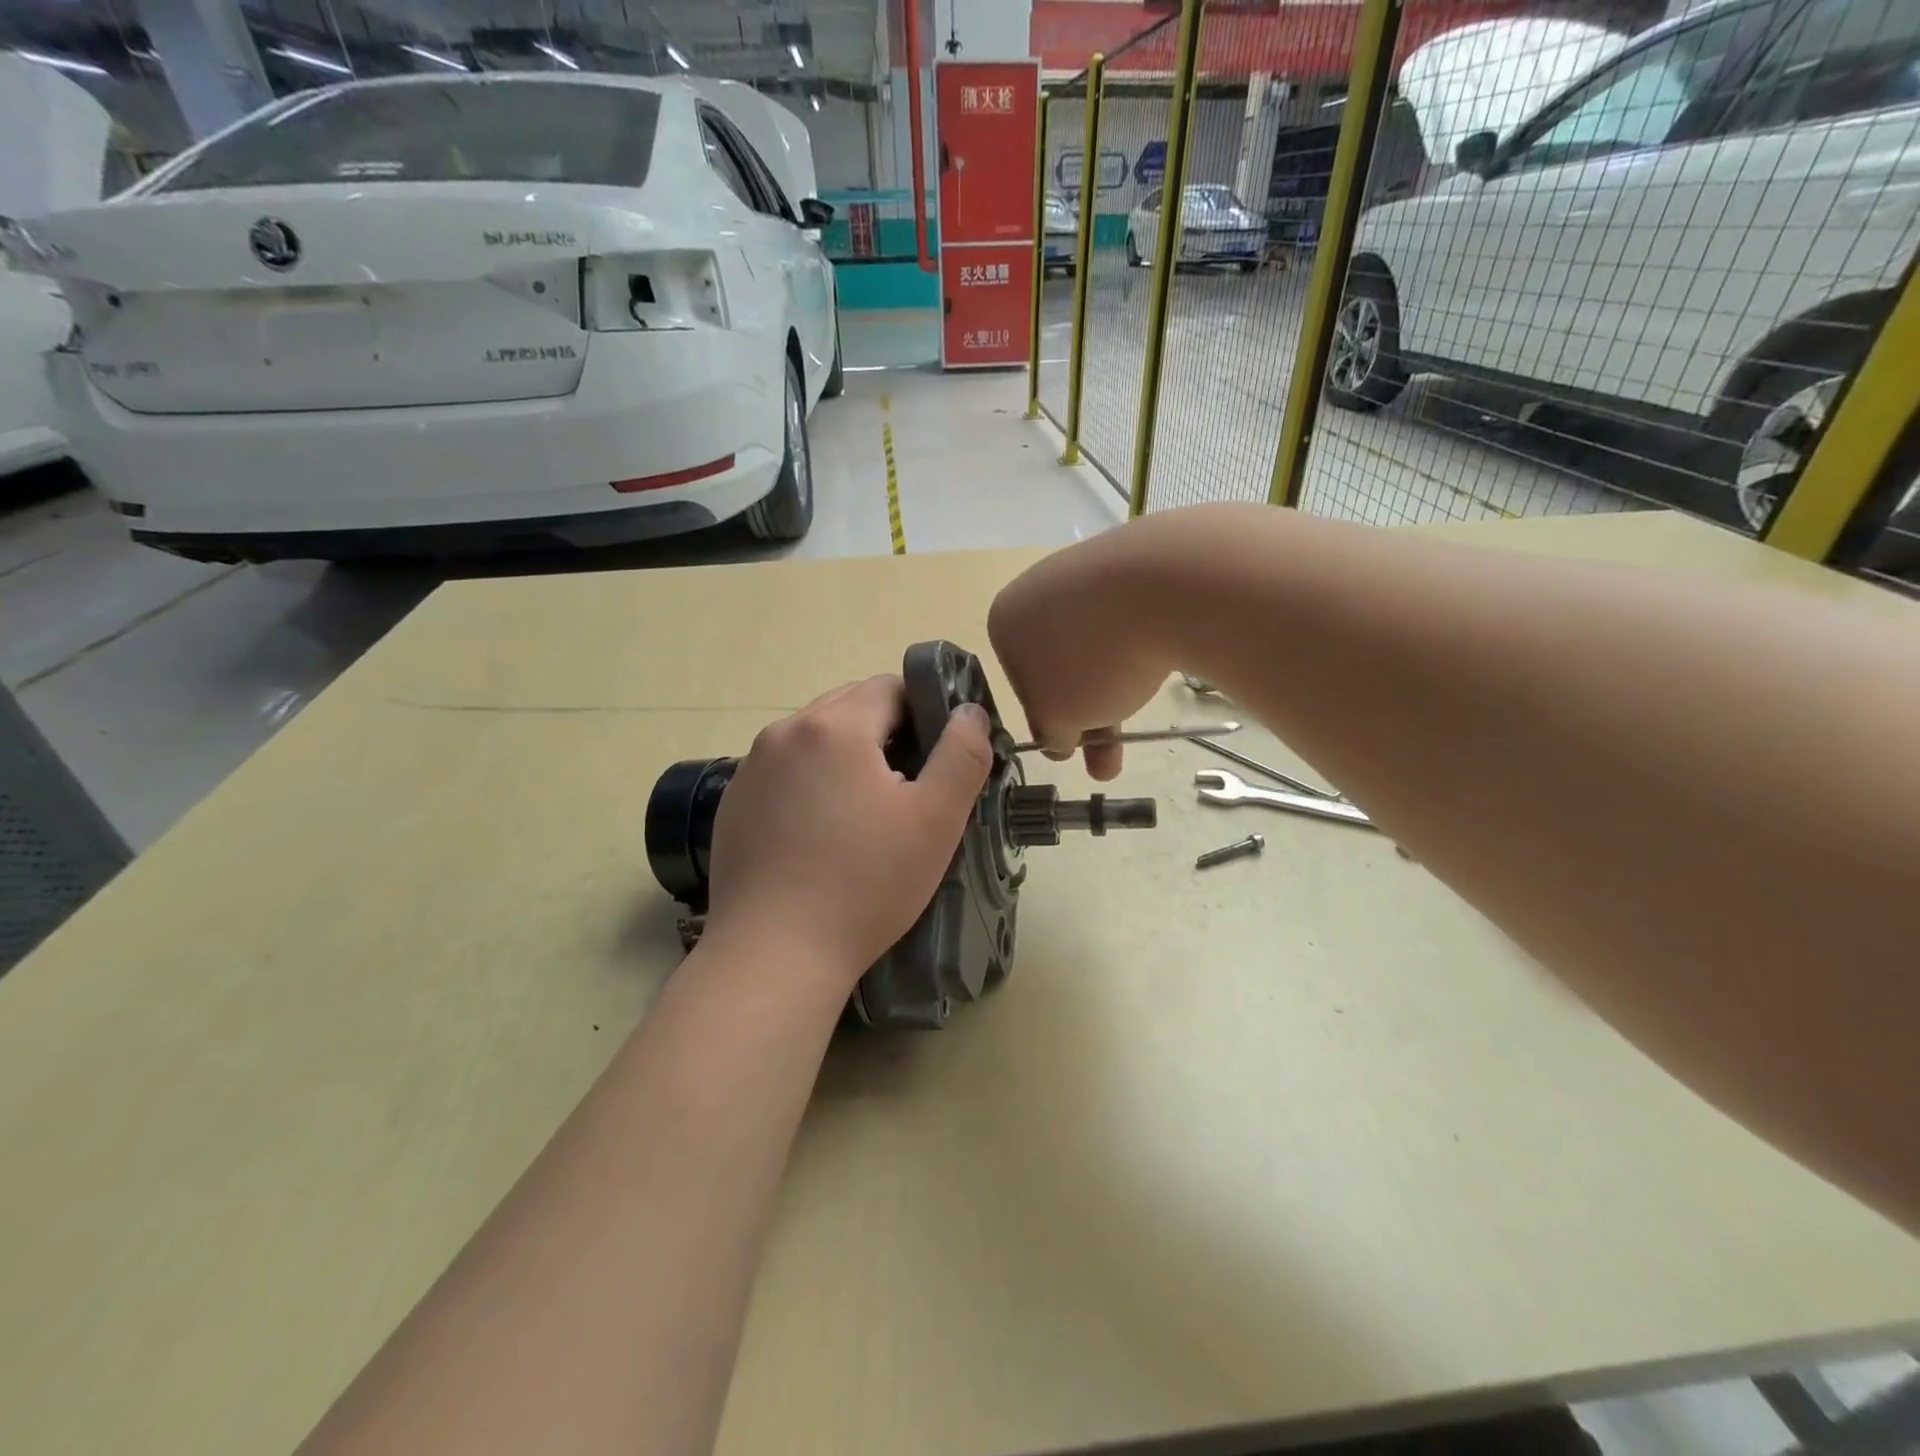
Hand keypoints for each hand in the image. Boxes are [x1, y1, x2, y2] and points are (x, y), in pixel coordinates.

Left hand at [704, 676, 994, 983]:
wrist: (775, 953)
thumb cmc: (866, 883)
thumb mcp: (936, 819)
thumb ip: (962, 754)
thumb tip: (969, 711)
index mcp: (835, 726)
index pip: (890, 687)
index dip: (924, 713)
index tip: (937, 758)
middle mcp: (784, 732)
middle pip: (849, 707)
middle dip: (884, 734)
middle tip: (907, 789)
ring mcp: (751, 768)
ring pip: (814, 740)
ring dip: (844, 758)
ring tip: (863, 815)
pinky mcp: (733, 803)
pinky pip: (783, 772)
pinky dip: (808, 785)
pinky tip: (820, 835)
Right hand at [988, 523, 1174, 780]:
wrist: (1163, 585)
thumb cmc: (1091, 659)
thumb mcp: (1057, 718)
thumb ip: (1050, 734)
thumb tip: (1056, 741)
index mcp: (1005, 620)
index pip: (1020, 683)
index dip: (1048, 717)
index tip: (1074, 743)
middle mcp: (1037, 588)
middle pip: (1060, 666)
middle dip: (1087, 714)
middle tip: (1109, 757)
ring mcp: (1085, 571)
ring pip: (1096, 646)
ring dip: (1114, 691)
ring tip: (1139, 731)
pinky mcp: (1132, 564)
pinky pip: (1128, 620)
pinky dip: (1138, 648)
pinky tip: (1155, 664)